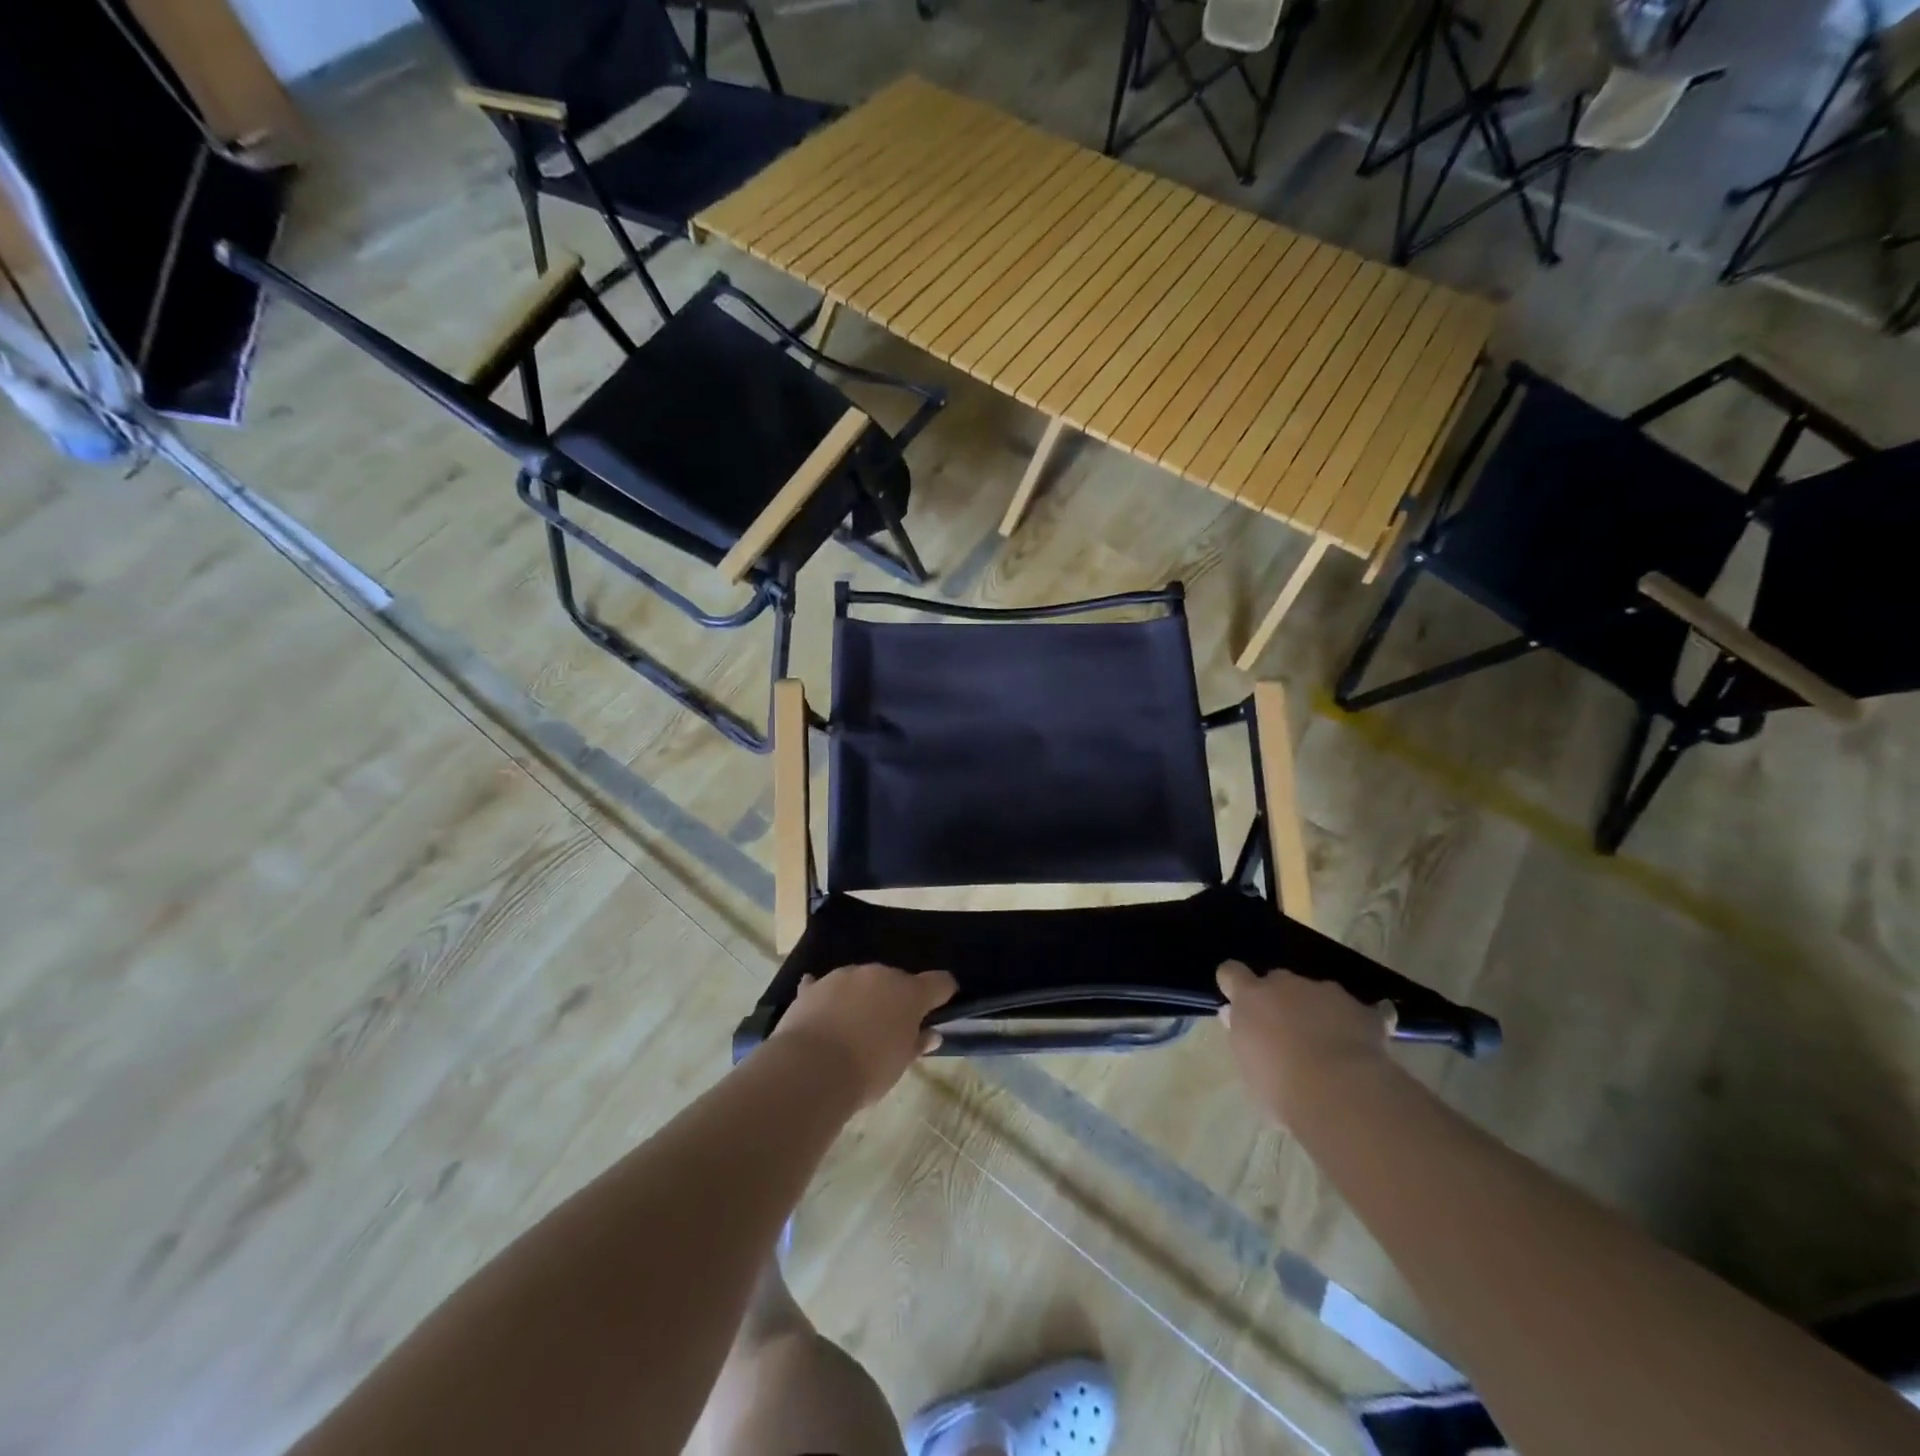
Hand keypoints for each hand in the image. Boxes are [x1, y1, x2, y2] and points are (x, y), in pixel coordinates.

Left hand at [772, 963, 957, 1106]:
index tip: (941, 1005)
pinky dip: (826, 997)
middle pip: (896, 980)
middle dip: (895, 999)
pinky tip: (822, 1012)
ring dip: (862, 997)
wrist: (811, 1069)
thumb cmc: (868, 1071)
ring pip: (861, 982)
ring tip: (852, 1028)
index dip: (943, 992)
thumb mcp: (900, 1063)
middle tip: (889, 1028)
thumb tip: (932, 1034)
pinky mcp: (813, 987)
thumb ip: (917, 1043)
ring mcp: (844, 976)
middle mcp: (879, 974)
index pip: (939, 982)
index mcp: (909, 992)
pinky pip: (824, 987)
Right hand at [1215, 961, 1392, 1122]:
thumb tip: (1234, 1015)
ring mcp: (1325, 992)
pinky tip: (1359, 1047)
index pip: (1231, 972)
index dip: (1234, 984)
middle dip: (1279, 999)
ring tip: (1327, 1046)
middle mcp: (1285, 984)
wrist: (1341, 1093)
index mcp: (1251, 997)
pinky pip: (1354, 1010)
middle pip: (1277, 980)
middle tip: (1286, 1032)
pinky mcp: (1361, 1008)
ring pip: (1315, 993)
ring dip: (1315, 1010)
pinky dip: (1352, 1023)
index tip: (1239, 1002)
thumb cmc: (1282, 1086)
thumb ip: (1242, 1034)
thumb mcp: (1249, 1066)